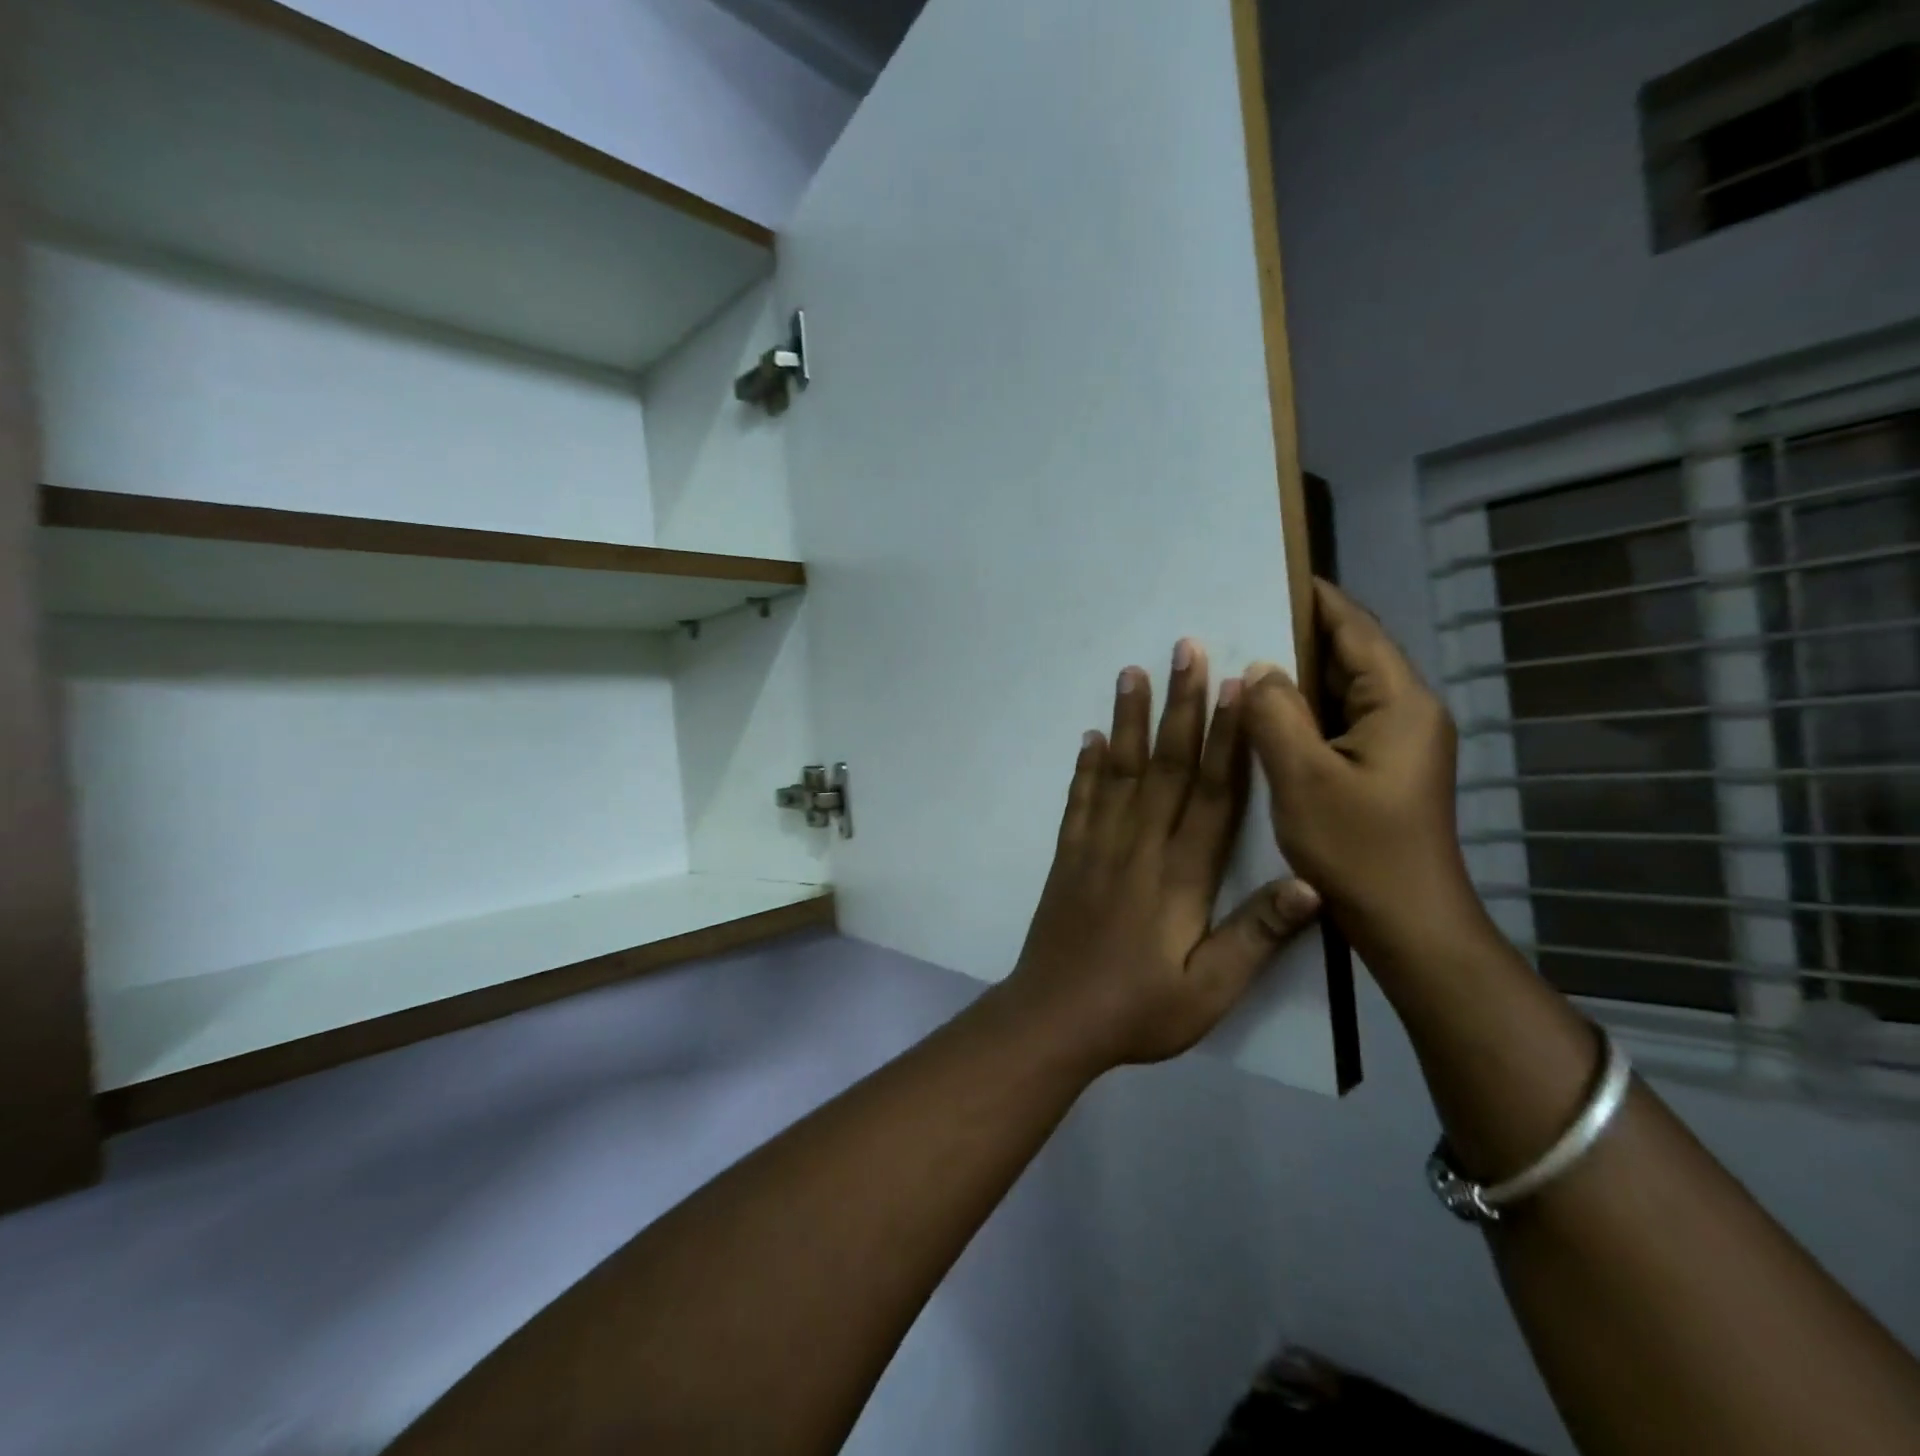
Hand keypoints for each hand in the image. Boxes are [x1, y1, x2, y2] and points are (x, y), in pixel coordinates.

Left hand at [1001, 640, 1321, 1071]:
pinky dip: (1085, 767)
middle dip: (1180, 706)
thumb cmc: (1139, 1010)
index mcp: (1181, 875)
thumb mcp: (1210, 991)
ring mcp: (1097, 847)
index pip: (1214, 793)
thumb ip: (1257, 936)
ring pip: (1118, 771)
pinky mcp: (1069, 857)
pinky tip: (1089, 737)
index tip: (1240, 687)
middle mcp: (1139, 846)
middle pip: (1166, 765)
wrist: (1055, 1020)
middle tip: (1185, 649)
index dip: (1230, 738)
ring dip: (1128, 719)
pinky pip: (1079, 801)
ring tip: (1132, 672)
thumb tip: (1312, 882)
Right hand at [1241, 579, 1480, 967]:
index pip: (1356, 630)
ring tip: (1242, 658)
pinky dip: (1302, 710)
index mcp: (1400, 703)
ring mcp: (1396, 743)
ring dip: (1297, 675)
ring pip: (1340, 691)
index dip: (1316, 599)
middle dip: (1298, 634)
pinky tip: (1263, 713)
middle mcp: (1406, 713)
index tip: (1272, 573)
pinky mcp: (1381, 768)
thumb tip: (1260, 669)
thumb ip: (1276, 714)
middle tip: (1240, 619)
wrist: (1407, 923)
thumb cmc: (1358, 849)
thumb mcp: (1303, 777)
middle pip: (1350, 656)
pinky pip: (1337, 722)